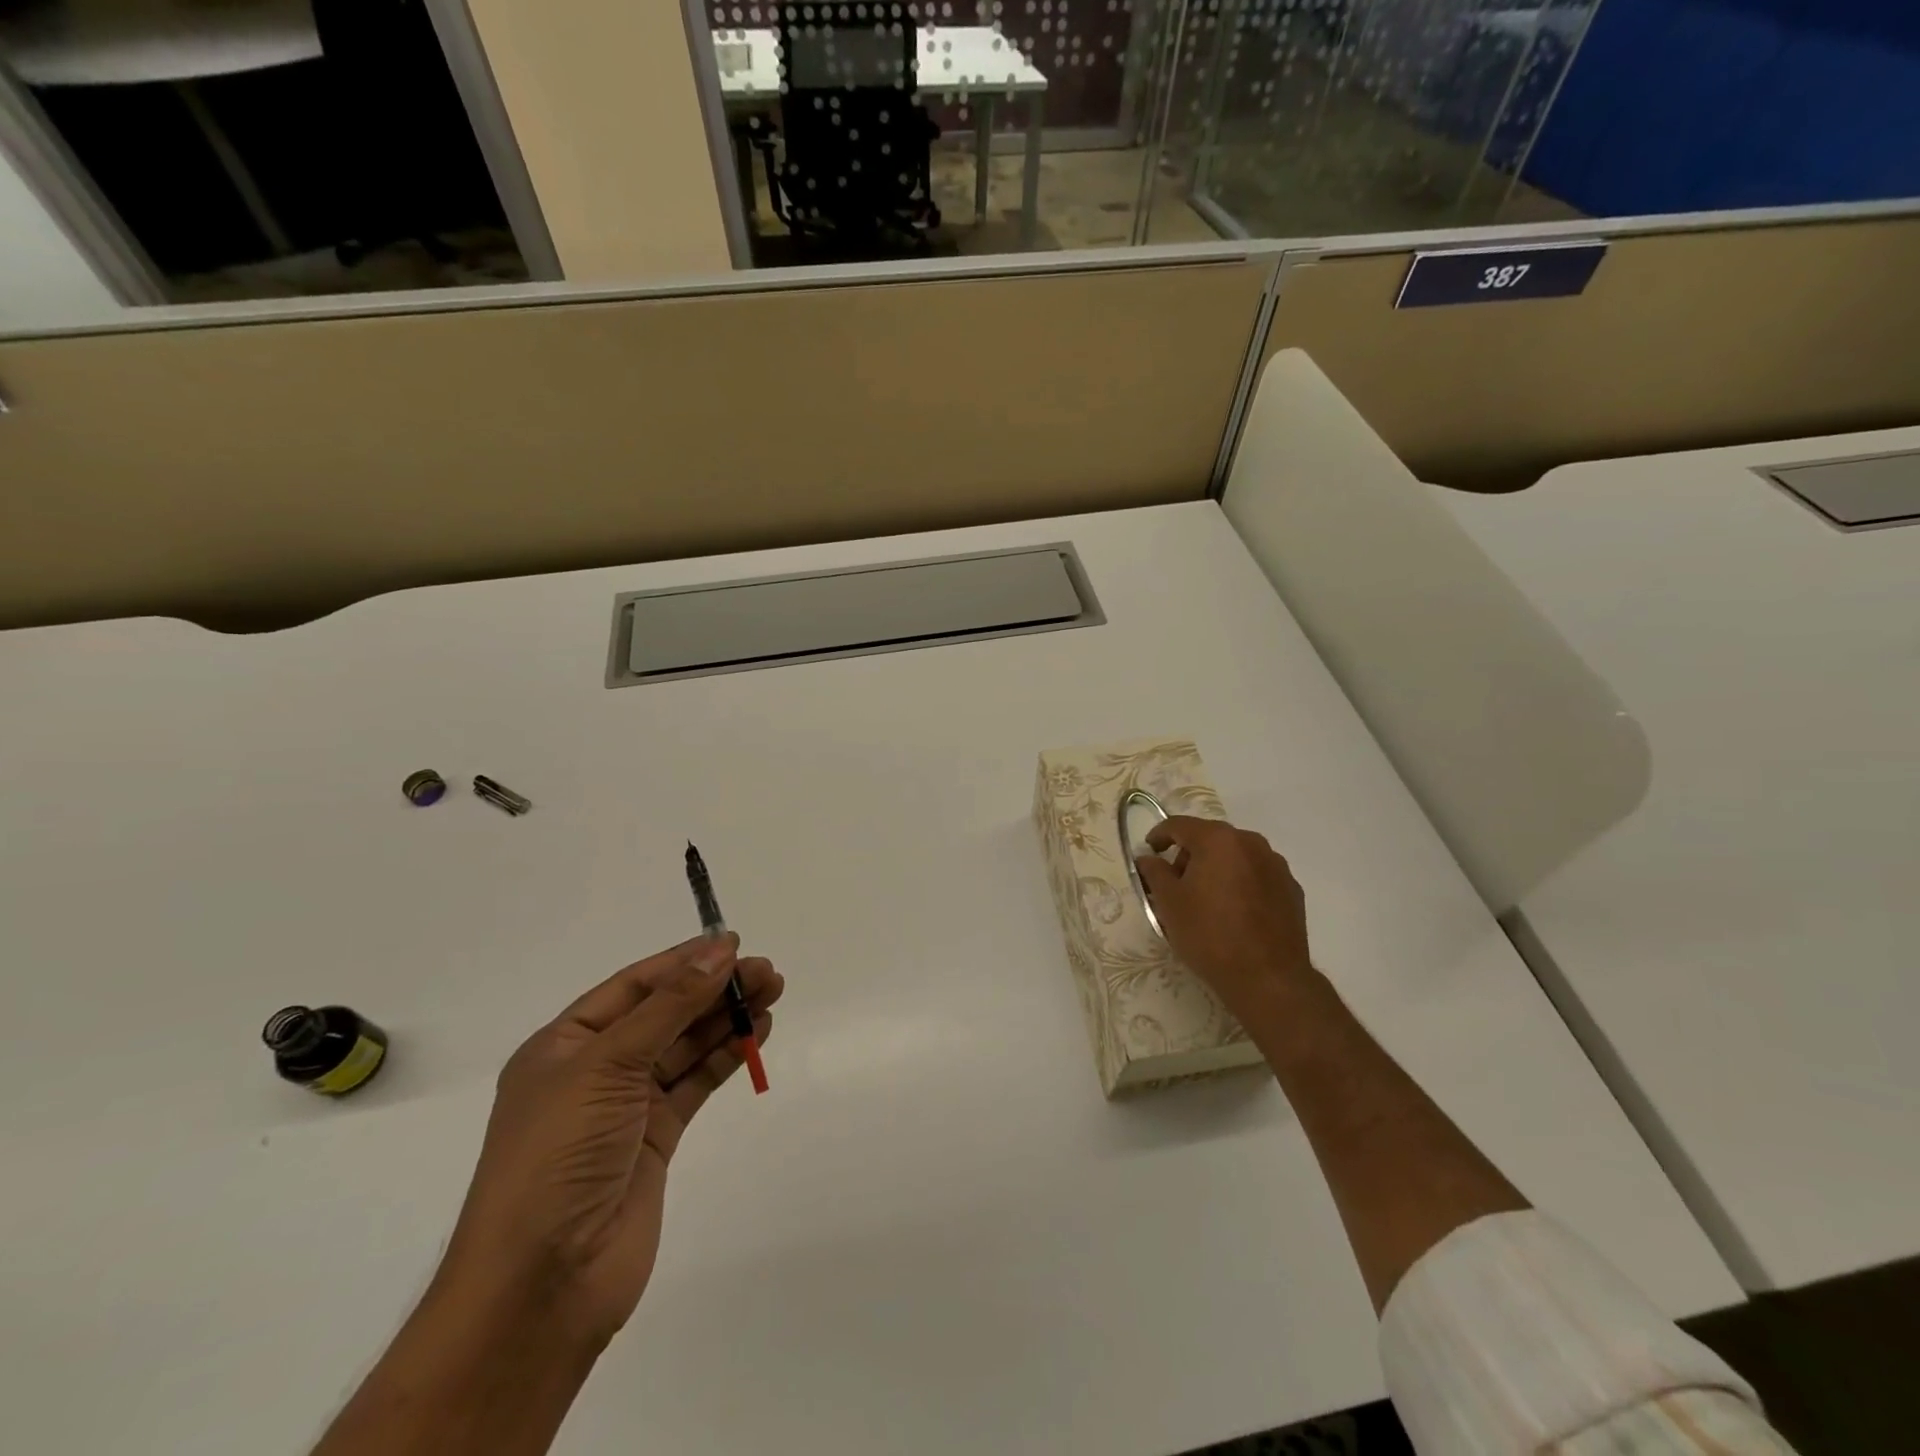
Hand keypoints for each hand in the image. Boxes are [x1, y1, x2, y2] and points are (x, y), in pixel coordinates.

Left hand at [441, 935, 783, 1345]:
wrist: (543, 1283)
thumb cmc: (558, 1155)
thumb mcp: (608, 1065)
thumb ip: (670, 1006)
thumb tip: (719, 950)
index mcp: (564, 1044)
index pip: (634, 986)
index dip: (682, 962)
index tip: (733, 943)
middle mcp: (595, 1069)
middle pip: (664, 1013)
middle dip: (713, 989)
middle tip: (766, 971)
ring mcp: (626, 1106)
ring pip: (685, 1046)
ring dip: (726, 1018)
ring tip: (772, 992)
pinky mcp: (656, 1139)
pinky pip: (696, 1082)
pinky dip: (726, 1056)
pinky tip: (757, 1033)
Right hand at [1134, 816, 1314, 1027]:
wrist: (1268, 978)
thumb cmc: (1209, 934)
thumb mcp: (1169, 903)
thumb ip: (1154, 872)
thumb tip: (1148, 858)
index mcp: (1218, 840)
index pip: (1179, 825)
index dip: (1159, 836)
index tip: (1149, 854)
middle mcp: (1251, 843)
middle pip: (1210, 838)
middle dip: (1189, 856)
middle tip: (1175, 885)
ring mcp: (1276, 866)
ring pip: (1236, 857)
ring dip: (1217, 869)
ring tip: (1206, 901)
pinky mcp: (1292, 889)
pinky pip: (1257, 876)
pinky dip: (1241, 884)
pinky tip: (1235, 913)